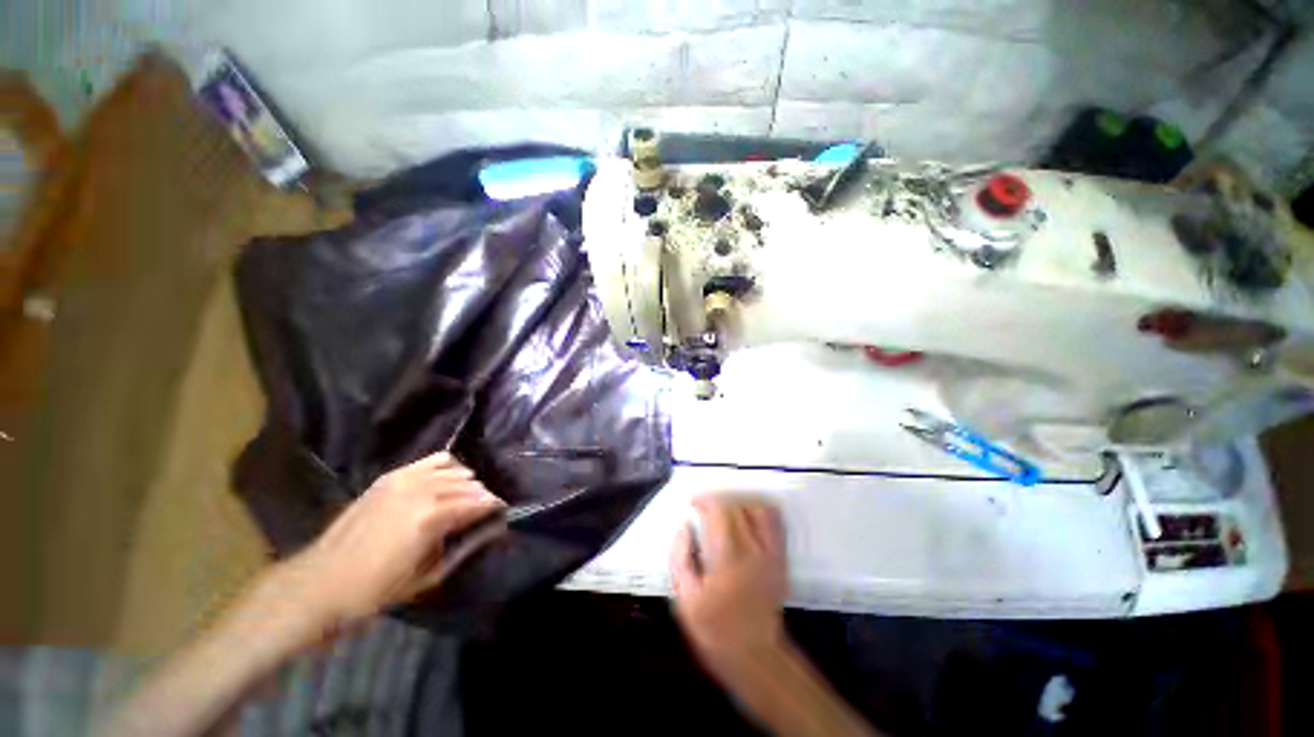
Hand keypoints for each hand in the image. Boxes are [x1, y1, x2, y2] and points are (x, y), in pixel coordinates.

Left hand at [262, 450, 505, 638]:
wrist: (321, 582)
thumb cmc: (376, 590)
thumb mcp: (427, 577)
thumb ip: (465, 548)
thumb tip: (494, 529)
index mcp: (431, 518)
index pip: (478, 503)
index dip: (494, 506)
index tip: (503, 511)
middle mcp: (422, 492)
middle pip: (468, 484)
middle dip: (482, 495)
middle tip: (487, 508)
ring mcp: (405, 480)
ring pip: (454, 470)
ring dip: (467, 481)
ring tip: (470, 495)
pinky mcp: (391, 477)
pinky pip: (432, 460)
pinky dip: (448, 465)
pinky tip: (451, 476)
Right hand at [669, 496, 788, 666]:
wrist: (755, 655)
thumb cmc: (715, 629)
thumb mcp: (685, 599)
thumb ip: (680, 558)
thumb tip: (684, 527)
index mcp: (728, 557)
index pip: (719, 510)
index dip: (705, 500)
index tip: (693, 503)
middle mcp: (753, 549)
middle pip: (737, 506)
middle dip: (718, 501)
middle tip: (704, 510)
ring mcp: (771, 553)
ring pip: (758, 509)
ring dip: (739, 504)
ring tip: (726, 513)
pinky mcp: (781, 558)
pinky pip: (775, 523)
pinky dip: (760, 512)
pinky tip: (748, 518)